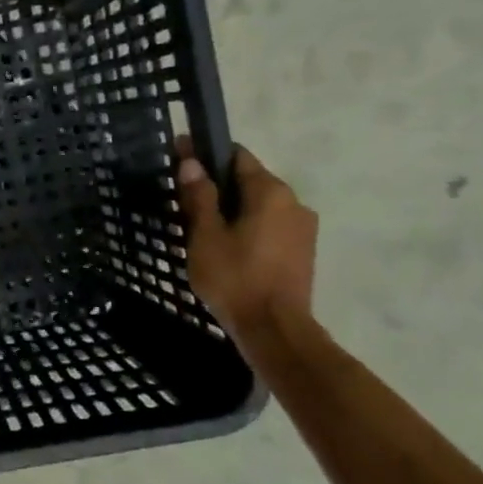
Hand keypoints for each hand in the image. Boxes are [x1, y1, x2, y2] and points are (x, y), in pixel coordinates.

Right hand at [174, 141, 317, 339]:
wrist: (274, 329)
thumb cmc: (235, 278)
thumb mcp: (206, 236)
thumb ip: (200, 196)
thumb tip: (191, 162)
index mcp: (271, 192)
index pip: (237, 156)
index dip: (206, 154)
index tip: (179, 159)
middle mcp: (294, 202)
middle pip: (250, 181)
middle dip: (218, 185)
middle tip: (185, 201)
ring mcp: (303, 228)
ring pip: (260, 206)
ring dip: (233, 210)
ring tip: (203, 229)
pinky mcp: (302, 251)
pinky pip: (270, 227)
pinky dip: (248, 228)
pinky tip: (227, 248)